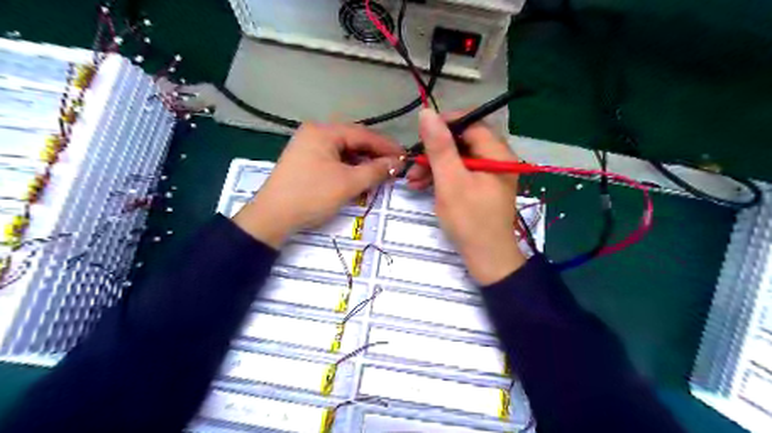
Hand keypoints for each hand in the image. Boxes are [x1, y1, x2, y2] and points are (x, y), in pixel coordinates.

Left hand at [233, 123, 404, 248]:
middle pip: (353, 141)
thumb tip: (397, 163)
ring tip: (380, 174)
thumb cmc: (312, 195)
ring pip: (344, 152)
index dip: (386, 146)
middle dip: (375, 154)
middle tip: (394, 167)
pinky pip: (334, 160)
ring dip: (363, 163)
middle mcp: (315, 133)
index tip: (405, 157)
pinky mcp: (305, 161)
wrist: (273, 217)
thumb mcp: (348, 183)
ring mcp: (308, 147)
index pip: (363, 134)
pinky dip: (349, 168)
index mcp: (323, 131)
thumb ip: (376, 170)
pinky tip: (359, 178)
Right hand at [406, 109, 527, 283]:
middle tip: (412, 165)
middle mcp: (496, 160)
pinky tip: (422, 187)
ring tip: (411, 181)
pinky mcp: (481, 189)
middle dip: (434, 152)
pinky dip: (442, 179)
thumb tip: (427, 112)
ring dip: (434, 167)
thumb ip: (439, 147)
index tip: (420, 133)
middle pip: (462, 143)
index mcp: (497, 154)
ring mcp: (489, 175)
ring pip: (458, 160)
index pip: (471, 124)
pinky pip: (460, 174)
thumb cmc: (470, 220)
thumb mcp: (450, 181)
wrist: (487, 259)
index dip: (444, 124)